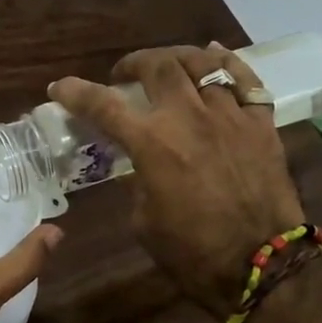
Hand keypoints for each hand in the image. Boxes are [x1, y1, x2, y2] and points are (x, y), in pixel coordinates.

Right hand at [51, 44, 302, 317]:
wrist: (262, 266)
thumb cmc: (192, 252)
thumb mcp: (144, 220)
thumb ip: (138, 182)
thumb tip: (141, 166)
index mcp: (152, 143)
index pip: (103, 105)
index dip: (75, 92)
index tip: (59, 87)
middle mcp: (188, 117)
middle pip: (158, 66)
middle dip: (134, 63)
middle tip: (124, 74)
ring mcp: (230, 115)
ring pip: (202, 63)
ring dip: (176, 58)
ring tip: (168, 65)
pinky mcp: (261, 124)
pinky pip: (246, 79)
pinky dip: (227, 62)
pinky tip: (215, 56)